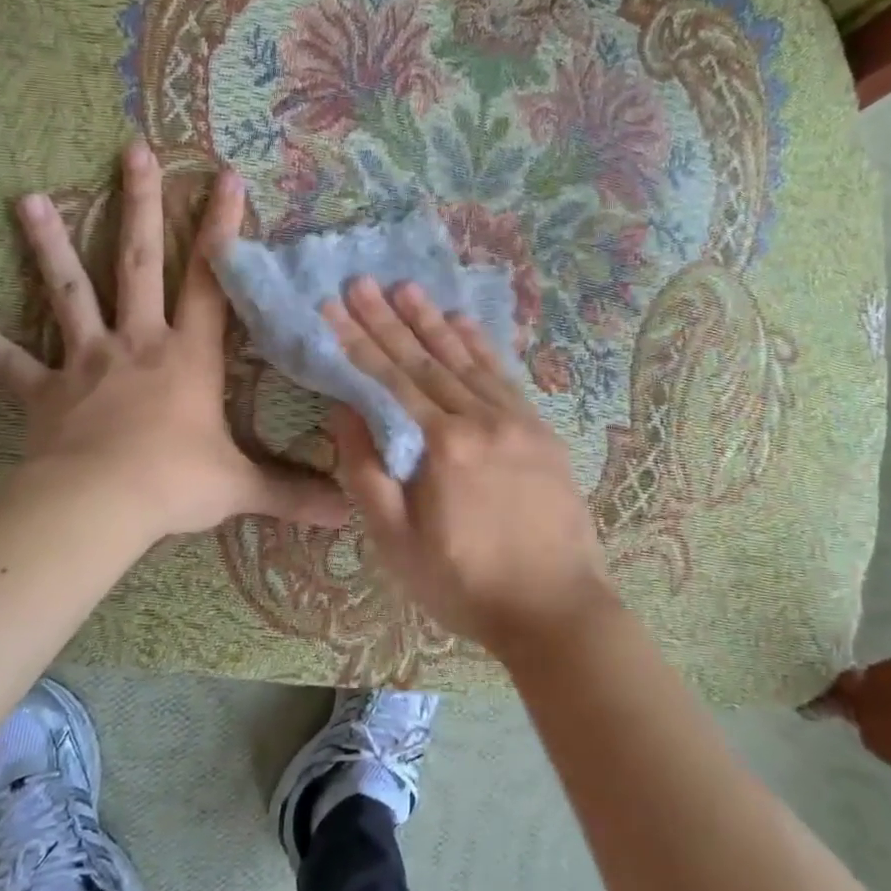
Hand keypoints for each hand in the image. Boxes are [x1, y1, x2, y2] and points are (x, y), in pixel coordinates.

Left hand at [0, 139, 348, 540]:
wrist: (98, 504)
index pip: (213, 281)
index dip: (223, 230)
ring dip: (50, 245)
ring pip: (69, 291)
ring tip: (27, 199)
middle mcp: (138, 342)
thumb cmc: (175, 483)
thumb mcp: (240, 486)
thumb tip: (345, 511)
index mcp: (188, 355)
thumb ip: (291, 493)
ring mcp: (87, 361)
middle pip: (139, 261)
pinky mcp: (44, 391)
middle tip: (133, 152)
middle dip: (140, 205)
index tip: (226, 178)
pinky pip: (11, 363)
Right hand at [322, 278, 617, 655]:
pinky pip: (505, 376)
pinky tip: (464, 323)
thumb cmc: (465, 584)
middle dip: (389, 320)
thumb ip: (368, 474)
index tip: (334, 306)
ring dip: (433, 322)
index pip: (390, 381)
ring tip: (406, 288)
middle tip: (362, 281)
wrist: (556, 609)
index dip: (358, 342)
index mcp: (442, 446)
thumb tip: (345, 411)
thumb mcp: (398, 544)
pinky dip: (481, 346)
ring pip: (467, 360)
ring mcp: (517, 420)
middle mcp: (481, 419)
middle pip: (426, 360)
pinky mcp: (540, 430)